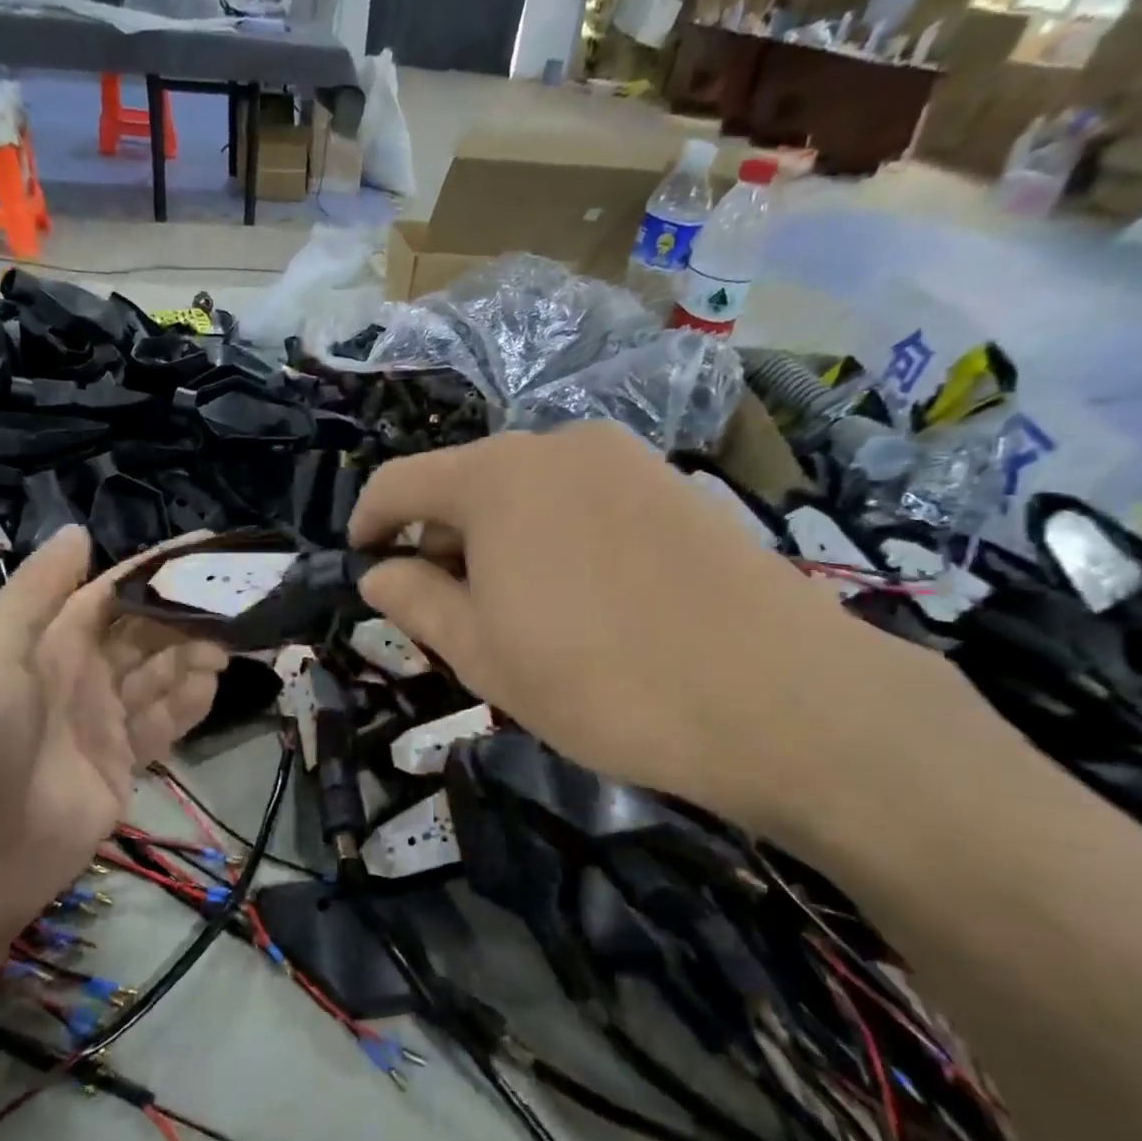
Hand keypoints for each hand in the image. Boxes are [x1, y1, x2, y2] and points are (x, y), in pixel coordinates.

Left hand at [0, 527, 227, 950]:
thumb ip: (36, 594)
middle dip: (187, 615)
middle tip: (236, 602)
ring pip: (163, 675)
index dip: (158, 570)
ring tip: (228, 644)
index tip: (207, 550)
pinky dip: (190, 702)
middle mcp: (80, 675)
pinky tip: (212, 684)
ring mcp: (103, 722)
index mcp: (47, 642)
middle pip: (147, 633)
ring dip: (195, 656)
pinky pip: (165, 724)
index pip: (114, 592)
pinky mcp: (122, 766)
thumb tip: (80, 530)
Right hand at [349, 423, 966, 855]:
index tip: (364, 562)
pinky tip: (583, 597)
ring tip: (519, 612)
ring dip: (500, 541)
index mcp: (497, 477)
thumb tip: (379, 572)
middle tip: (447, 613)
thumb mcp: (484, 654)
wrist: (778, 695)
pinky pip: (583, 499)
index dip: (370, 522)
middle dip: (442, 541)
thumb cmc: (602, 680)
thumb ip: (417, 602)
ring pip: (528, 492)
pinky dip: (555, 536)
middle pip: (468, 484)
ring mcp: (623, 458)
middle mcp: (557, 444)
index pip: (401, 483)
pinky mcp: (672, 483)